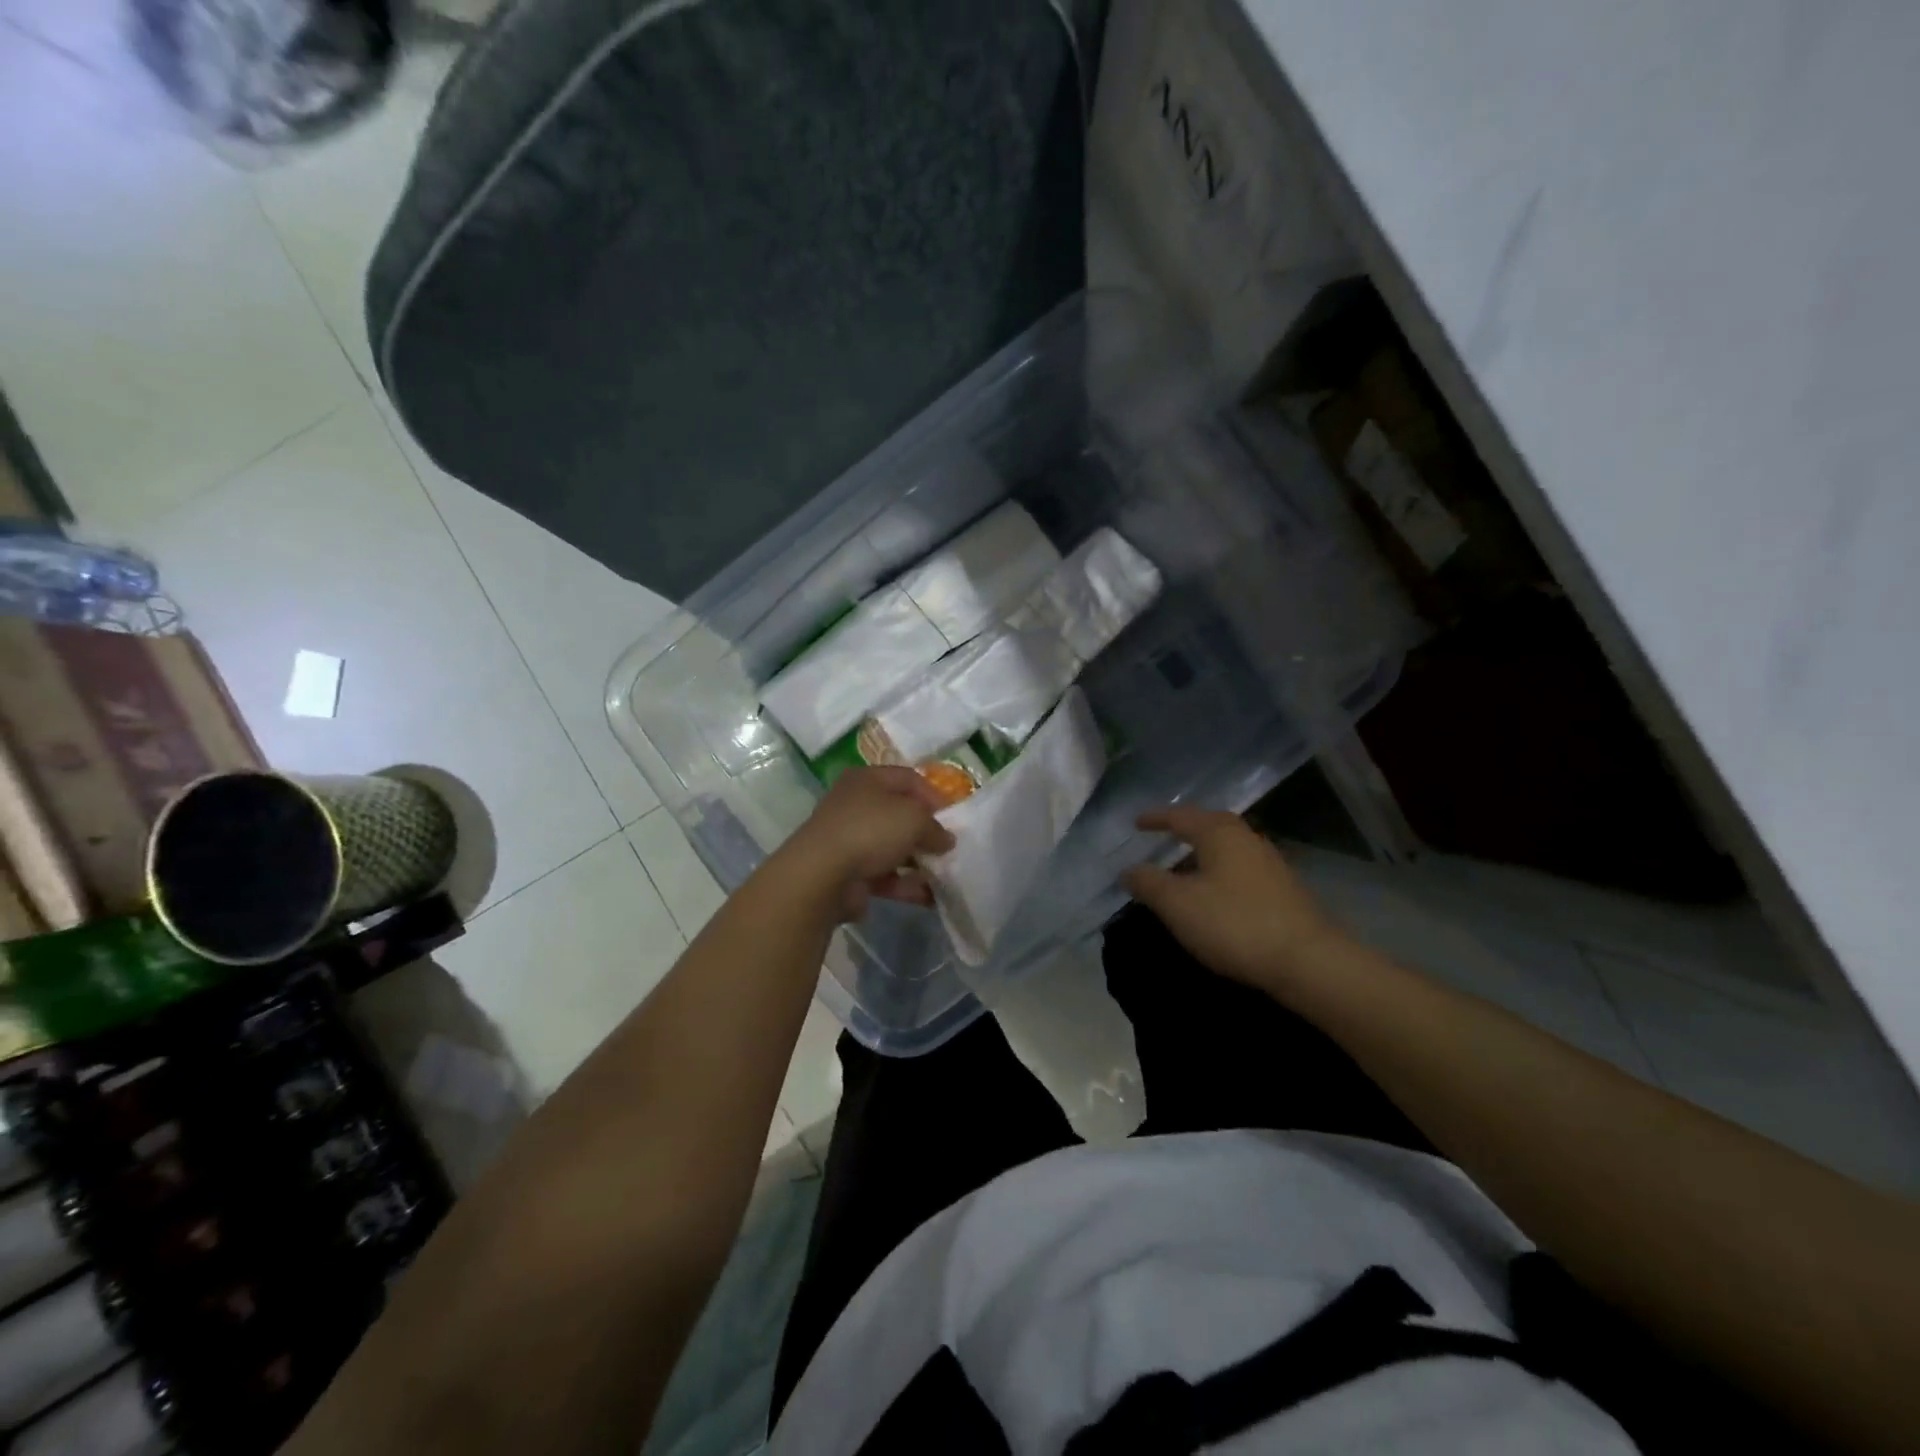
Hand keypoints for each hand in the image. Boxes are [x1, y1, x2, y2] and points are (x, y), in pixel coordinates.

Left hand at [783, 767, 955, 920]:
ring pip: (892, 847)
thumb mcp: (915, 818)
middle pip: (899, 814)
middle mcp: (855, 805)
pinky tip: (929, 897)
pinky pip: (884, 876)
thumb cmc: (871, 830)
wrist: (822, 875)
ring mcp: (849, 840)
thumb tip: (945, 840)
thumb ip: (935, 827)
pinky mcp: (848, 872)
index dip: (934, 795)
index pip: (908, 779)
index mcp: (867, 779)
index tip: (954, 817)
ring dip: (918, 862)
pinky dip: (905, 884)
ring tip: (944, 875)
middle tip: (949, 847)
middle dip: (926, 832)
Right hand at [1122, 806, 1344, 993]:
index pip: (1180, 816)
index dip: (1156, 819)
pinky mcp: (1284, 889)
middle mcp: (1246, 838)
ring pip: (1227, 849)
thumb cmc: (1234, 923)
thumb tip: (1129, 869)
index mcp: (1219, 833)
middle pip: (1209, 826)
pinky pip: (1240, 869)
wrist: (1307, 961)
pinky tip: (1215, 894)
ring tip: (1183, 869)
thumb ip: (1149, 883)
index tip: (1136, 823)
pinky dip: (1220, 873)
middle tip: (1162, 839)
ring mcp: (1270, 863)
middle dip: (1184, 832)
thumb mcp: (1178, 904)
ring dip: (1203, 855)